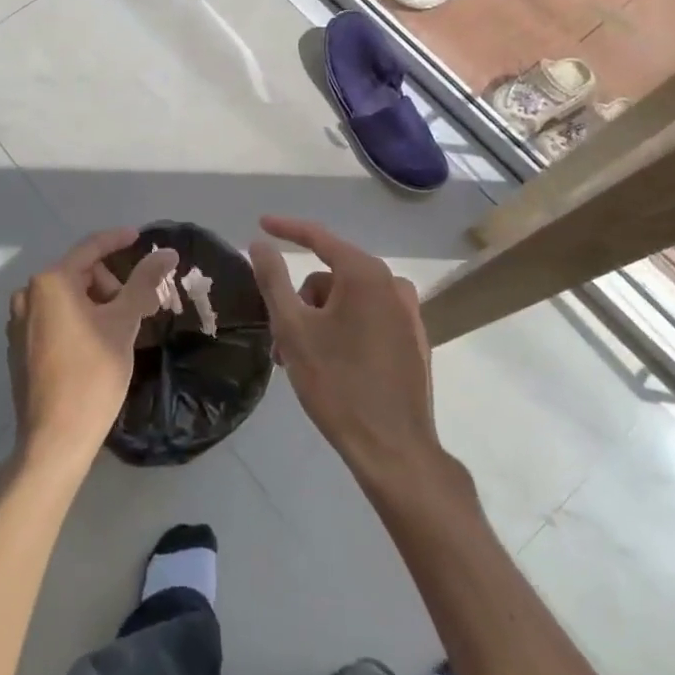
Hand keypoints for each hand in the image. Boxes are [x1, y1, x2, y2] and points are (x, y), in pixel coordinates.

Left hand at [7, 230, 177, 473]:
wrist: (54, 439)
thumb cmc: (92, 374)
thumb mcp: (124, 323)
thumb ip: (144, 282)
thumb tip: (167, 252)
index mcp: (50, 282)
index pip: (90, 248)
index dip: (118, 240)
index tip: (141, 238)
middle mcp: (28, 296)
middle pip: (78, 274)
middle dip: (110, 284)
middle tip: (138, 308)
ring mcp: (19, 324)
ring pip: (66, 299)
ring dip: (96, 304)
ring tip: (120, 330)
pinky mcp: (19, 348)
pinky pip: (54, 319)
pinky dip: (78, 321)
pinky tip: (96, 345)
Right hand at [248, 216, 443, 486]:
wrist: (394, 449)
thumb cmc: (337, 383)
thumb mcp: (293, 328)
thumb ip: (273, 279)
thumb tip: (260, 243)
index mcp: (365, 274)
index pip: (318, 237)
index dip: (286, 229)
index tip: (260, 225)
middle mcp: (392, 284)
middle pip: (331, 276)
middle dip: (301, 300)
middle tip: (281, 338)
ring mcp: (408, 313)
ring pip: (348, 300)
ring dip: (319, 320)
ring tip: (302, 360)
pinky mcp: (414, 340)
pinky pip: (368, 318)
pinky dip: (344, 330)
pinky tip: (333, 365)